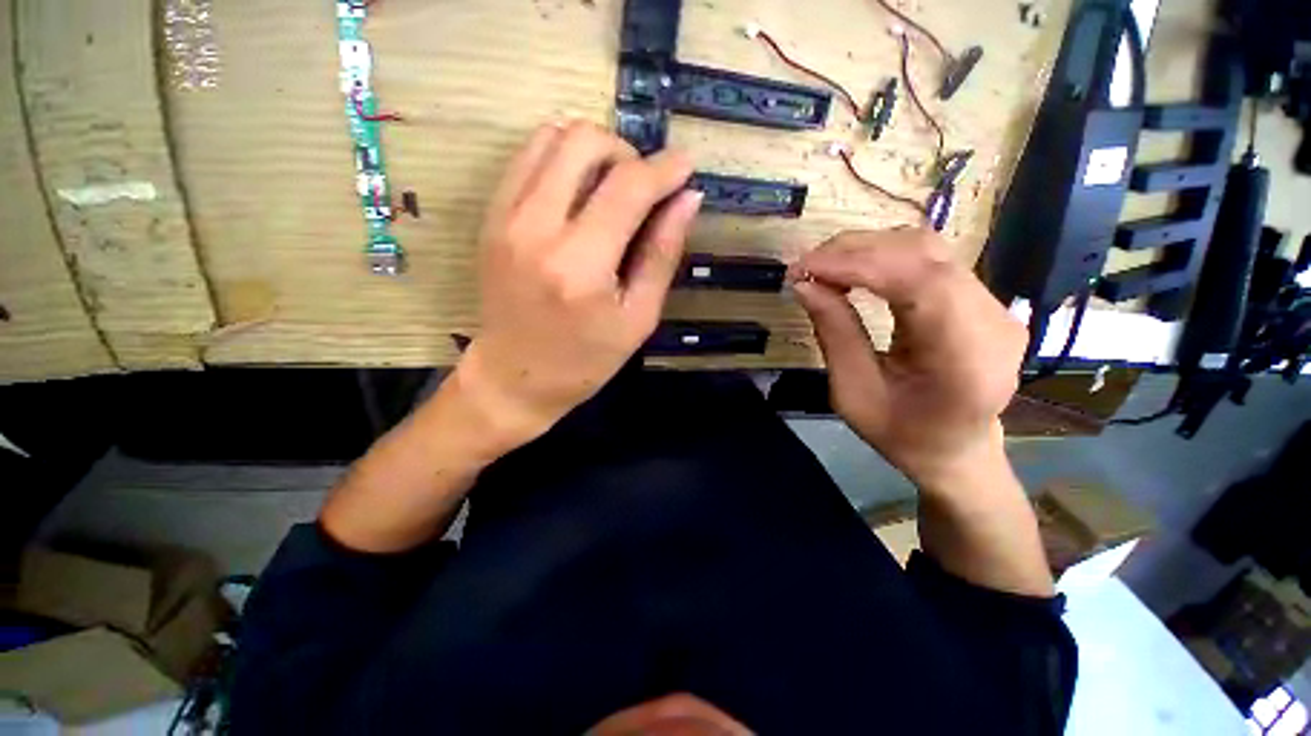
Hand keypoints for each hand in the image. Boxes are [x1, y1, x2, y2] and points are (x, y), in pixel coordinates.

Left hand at [455, 122, 701, 447]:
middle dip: (626, 153)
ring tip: (612, 190)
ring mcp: (504, 217)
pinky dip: (562, 161)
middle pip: (583, 141)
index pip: (628, 187)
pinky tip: (580, 196)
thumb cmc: (585, 360)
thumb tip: (688, 199)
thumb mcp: (638, 318)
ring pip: (551, 137)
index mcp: (580, 264)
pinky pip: (528, 159)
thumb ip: (662, 254)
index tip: (686, 165)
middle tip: (643, 189)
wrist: (514, 377)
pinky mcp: (490, 217)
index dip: (664, 168)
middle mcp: (535, 228)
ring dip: (593, 152)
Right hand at [789, 229, 1027, 493]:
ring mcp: (993, 304)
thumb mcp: (854, 394)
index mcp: (966, 357)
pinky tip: (852, 270)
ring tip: (823, 267)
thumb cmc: (903, 434)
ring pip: (927, 248)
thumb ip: (834, 335)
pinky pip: (929, 261)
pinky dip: (882, 258)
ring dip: (867, 249)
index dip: (857, 264)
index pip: (919, 281)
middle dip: (855, 250)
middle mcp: (992, 320)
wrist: (957, 450)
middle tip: (806, 266)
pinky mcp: (981, 298)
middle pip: (924, 254)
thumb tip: (804, 285)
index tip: (804, 268)